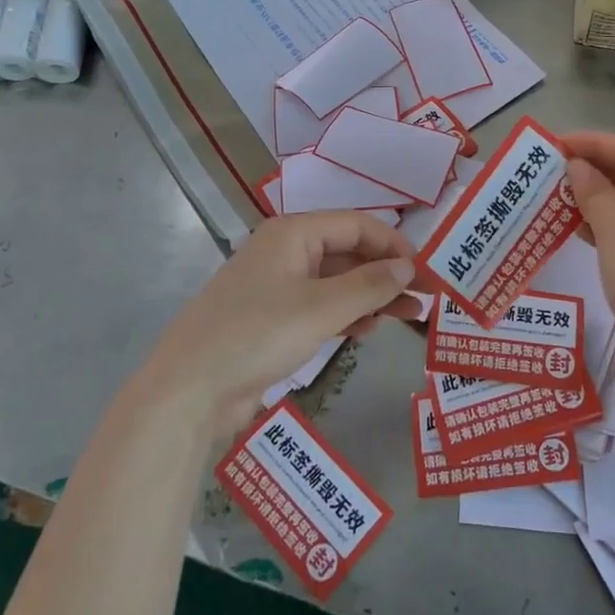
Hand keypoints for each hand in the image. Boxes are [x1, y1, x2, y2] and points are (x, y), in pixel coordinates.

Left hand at [141, 212, 418, 439]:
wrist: (189, 389)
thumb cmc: (257, 334)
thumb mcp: (321, 308)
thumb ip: (370, 285)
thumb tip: (408, 266)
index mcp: (293, 233)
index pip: (356, 225)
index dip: (393, 244)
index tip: (425, 271)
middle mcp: (286, 251)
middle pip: (347, 252)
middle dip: (386, 273)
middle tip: (424, 299)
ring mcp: (277, 286)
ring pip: (335, 281)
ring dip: (370, 296)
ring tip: (406, 317)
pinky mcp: (272, 318)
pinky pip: (319, 305)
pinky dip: (346, 314)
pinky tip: (367, 330)